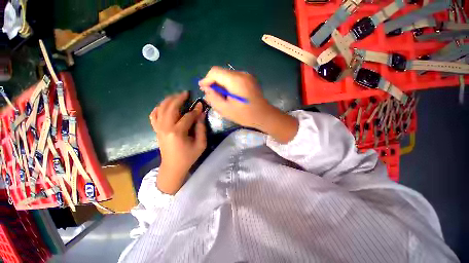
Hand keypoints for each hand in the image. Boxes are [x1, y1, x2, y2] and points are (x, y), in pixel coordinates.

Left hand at [149, 91, 206, 194]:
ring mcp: (158, 128)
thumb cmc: (188, 156)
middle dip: (179, 98)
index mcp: (177, 132)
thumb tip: (201, 113)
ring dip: (169, 100)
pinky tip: (164, 105)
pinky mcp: (156, 130)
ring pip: (161, 108)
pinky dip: (158, 108)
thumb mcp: (200, 144)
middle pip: (171, 107)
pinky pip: (154, 115)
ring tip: (177, 96)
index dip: (195, 110)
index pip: (188, 116)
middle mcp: (165, 127)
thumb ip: (201, 128)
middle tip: (186, 93)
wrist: (173, 167)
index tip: (201, 104)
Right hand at [199, 66, 274, 128]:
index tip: (203, 89)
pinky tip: (229, 94)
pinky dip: (228, 85)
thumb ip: (213, 98)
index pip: (215, 72)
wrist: (264, 115)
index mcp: (236, 80)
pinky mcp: (249, 79)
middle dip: (213, 83)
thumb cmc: (245, 115)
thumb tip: (206, 88)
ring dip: (221, 84)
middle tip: (211, 95)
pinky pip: (234, 78)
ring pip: (227, 76)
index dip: (206, 79)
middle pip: (221, 73)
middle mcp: (242, 73)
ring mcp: (247, 75)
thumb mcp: (226, 109)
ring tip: (220, 96)